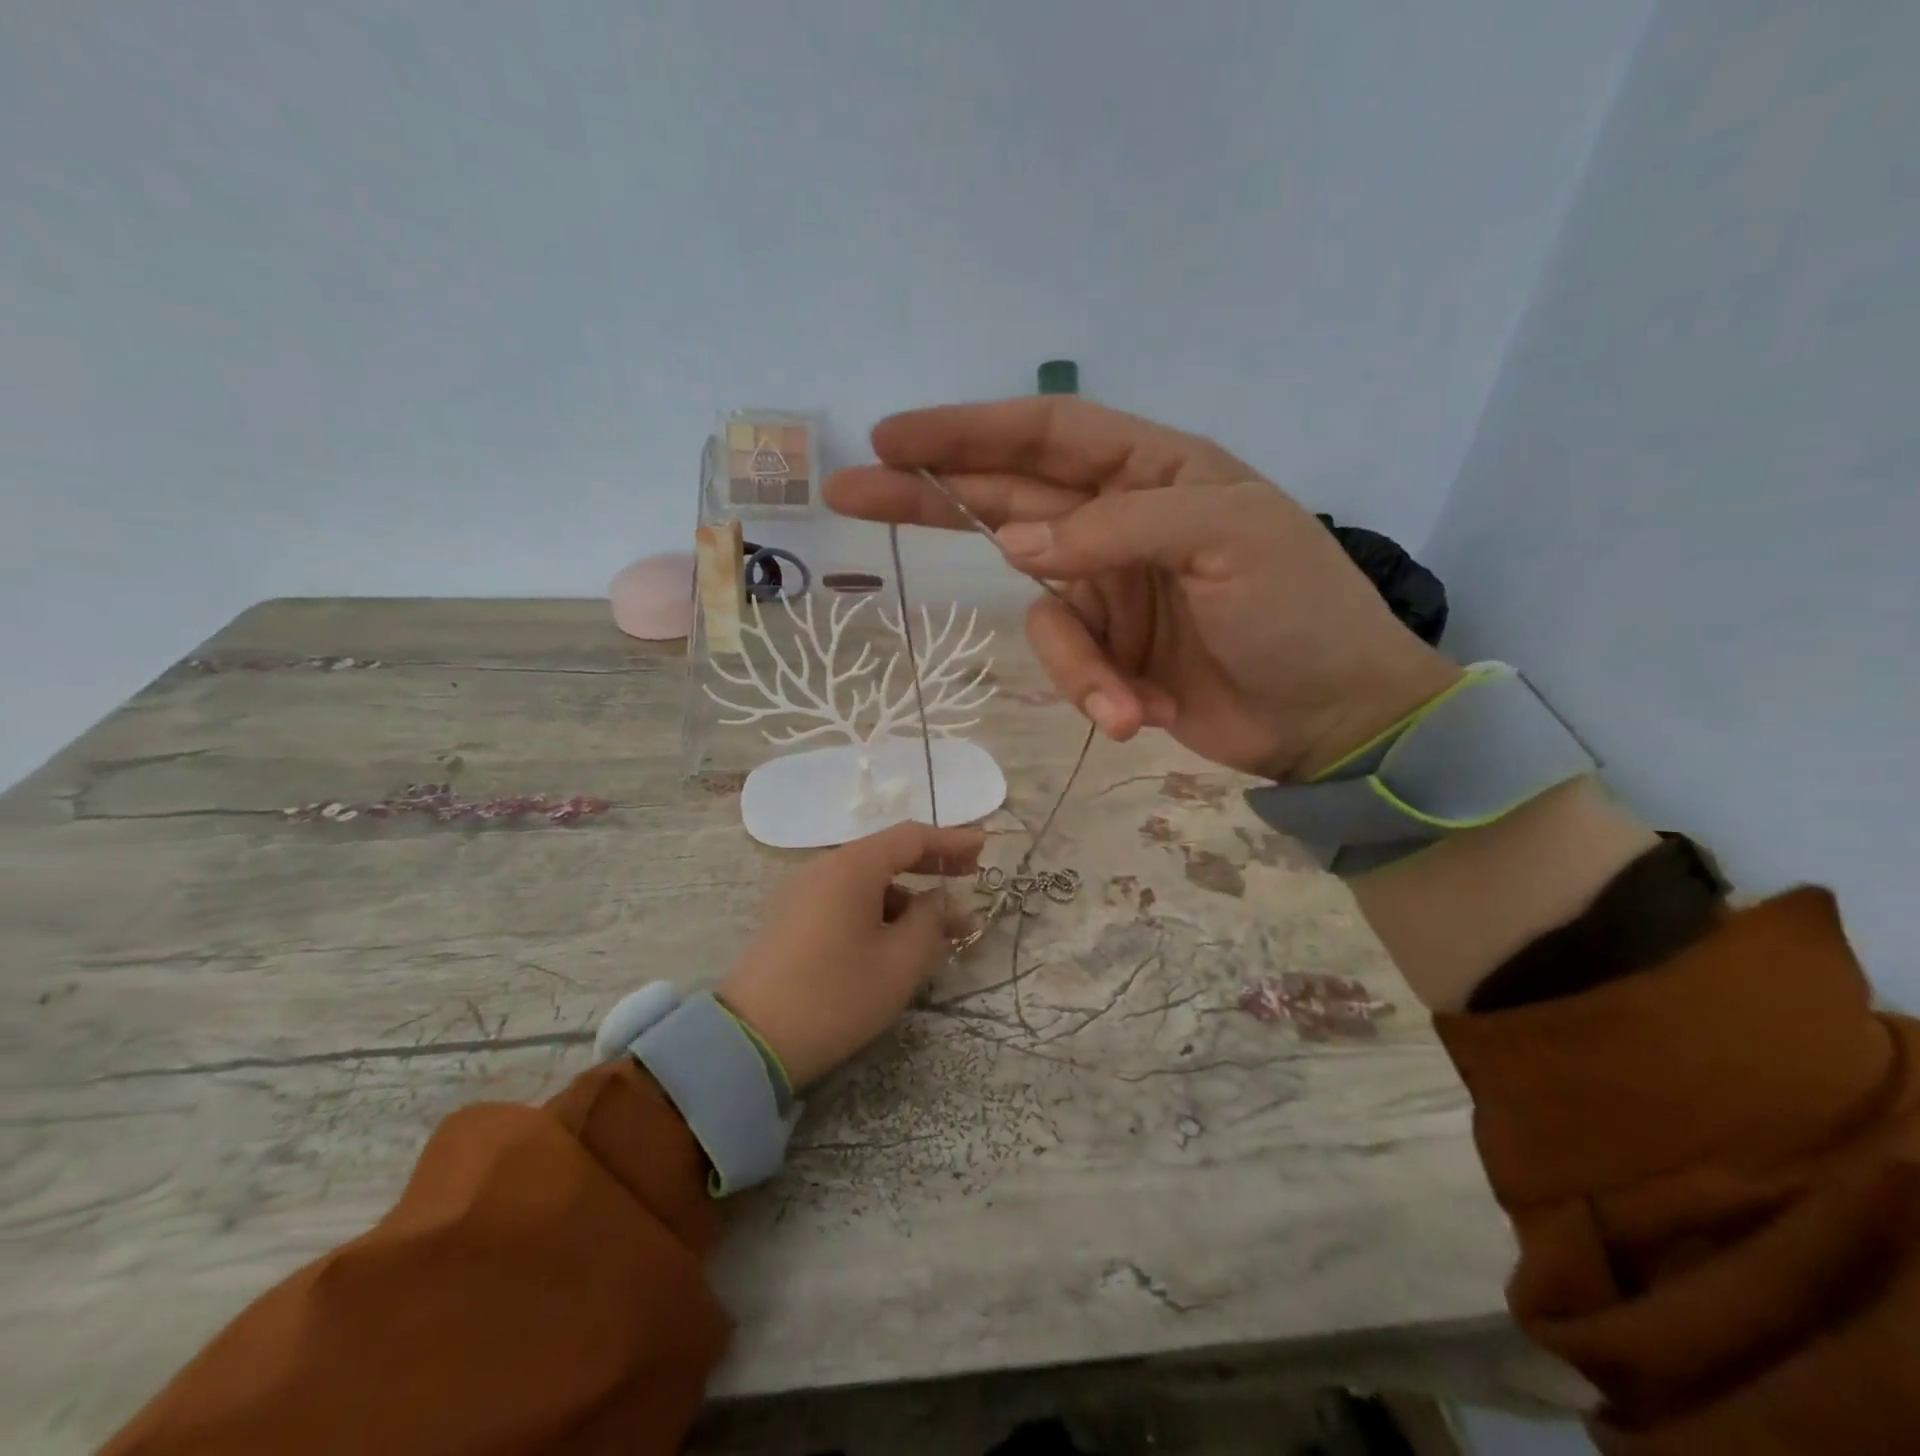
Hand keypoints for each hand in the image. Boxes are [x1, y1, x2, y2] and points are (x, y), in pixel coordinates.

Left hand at [718, 822, 983, 1088]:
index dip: (952, 841)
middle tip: (969, 878)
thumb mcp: (900, 962)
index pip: (911, 837)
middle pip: (887, 854)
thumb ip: (931, 921)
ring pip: (867, 881)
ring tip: (939, 929)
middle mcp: (825, 867)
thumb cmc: (836, 996)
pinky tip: (897, 940)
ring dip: (906, 897)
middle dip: (931, 865)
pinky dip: (878, 910)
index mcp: (852, 867)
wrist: (751, 1041)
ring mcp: (804, 892)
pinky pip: (846, 900)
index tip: (985, 848)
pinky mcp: (793, 918)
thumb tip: (940, 901)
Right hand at [825, 398, 1461, 781]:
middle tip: (849, 490)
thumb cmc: (1298, 611)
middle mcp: (1118, 522)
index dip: (968, 431)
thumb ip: (1120, 528)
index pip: (1044, 433)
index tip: (893, 438)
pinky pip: (1071, 666)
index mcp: (1152, 471)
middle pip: (1007, 500)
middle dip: (931, 496)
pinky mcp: (1109, 654)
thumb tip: (1018, 546)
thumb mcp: (1228, 540)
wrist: (1334, 715)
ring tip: (1128, 701)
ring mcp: (1109, 591)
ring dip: (1077, 663)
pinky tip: (1144, 715)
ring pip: (1041, 612)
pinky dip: (1098, 693)